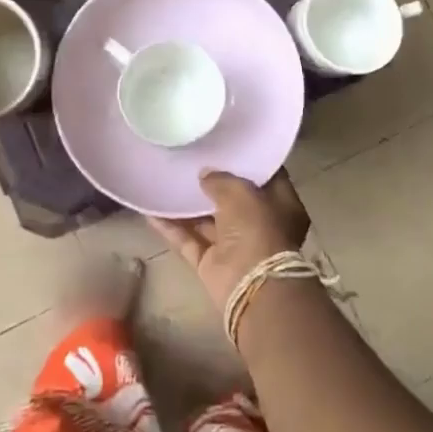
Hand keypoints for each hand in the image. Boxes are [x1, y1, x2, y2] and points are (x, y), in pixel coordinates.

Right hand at [151, 170, 309, 305]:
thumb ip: (221, 179)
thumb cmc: (257, 228)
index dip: (246, 161)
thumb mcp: (241, 192)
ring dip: (187, 204)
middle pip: (234, 199)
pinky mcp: (211, 263)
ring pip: (207, 221)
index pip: (265, 177)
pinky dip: (171, 227)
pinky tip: (151, 209)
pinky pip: (188, 240)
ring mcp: (234, 246)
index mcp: (281, 205)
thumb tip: (205, 174)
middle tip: (190, 159)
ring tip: (166, 178)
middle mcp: (260, 225)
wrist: (252, 286)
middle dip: (213, 182)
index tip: (225, 145)